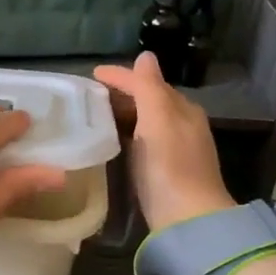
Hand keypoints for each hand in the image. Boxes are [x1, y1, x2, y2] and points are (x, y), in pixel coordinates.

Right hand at [93, 52, 235, 230]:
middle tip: (88, 95)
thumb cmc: (170, 165)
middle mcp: (182, 126)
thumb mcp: (158, 118)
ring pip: (145, 121)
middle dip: (122, 94)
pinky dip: (125, 134)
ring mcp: (174, 150)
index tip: (92, 74)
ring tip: (93, 114)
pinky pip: (141, 141)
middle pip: (149, 100)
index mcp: (182, 109)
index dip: (121, 76)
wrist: (187, 218)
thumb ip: (149, 87)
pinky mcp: (164, 172)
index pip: (149, 83)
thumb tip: (145, 56)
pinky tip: (110, 141)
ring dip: (122, 114)